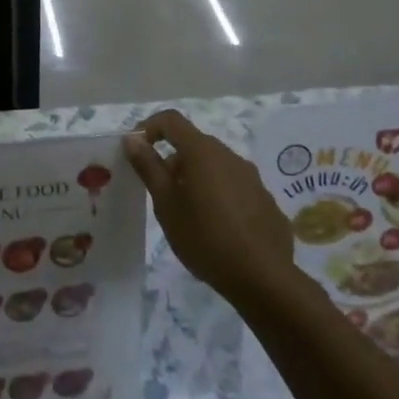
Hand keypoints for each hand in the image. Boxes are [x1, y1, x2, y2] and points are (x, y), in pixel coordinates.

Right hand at [123, 110, 293, 308]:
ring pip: (215, 166)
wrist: (263, 278)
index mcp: (203, 152)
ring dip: (196, 179)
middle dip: (172, 161)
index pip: (171, 120)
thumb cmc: (205, 238)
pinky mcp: (265, 200)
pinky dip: (218, 195)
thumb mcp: (166, 204)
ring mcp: (252, 178)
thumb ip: (149, 167)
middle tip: (161, 194)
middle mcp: (230, 156)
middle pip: (194, 144)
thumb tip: (132, 138)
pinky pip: (234, 186)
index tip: (137, 151)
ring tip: (188, 215)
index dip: (149, 127)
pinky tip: (217, 228)